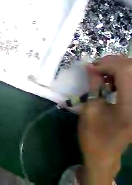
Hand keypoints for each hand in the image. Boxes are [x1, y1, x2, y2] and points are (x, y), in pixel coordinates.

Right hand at [78, 55, 131, 183]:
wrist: (104, 154)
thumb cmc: (94, 135)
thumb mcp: (90, 111)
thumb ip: (93, 87)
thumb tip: (90, 67)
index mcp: (128, 107)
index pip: (125, 71)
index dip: (108, 64)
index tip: (90, 67)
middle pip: (131, 68)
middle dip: (113, 63)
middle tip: (96, 68)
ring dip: (118, 68)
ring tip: (103, 74)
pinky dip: (122, 75)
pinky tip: (112, 81)